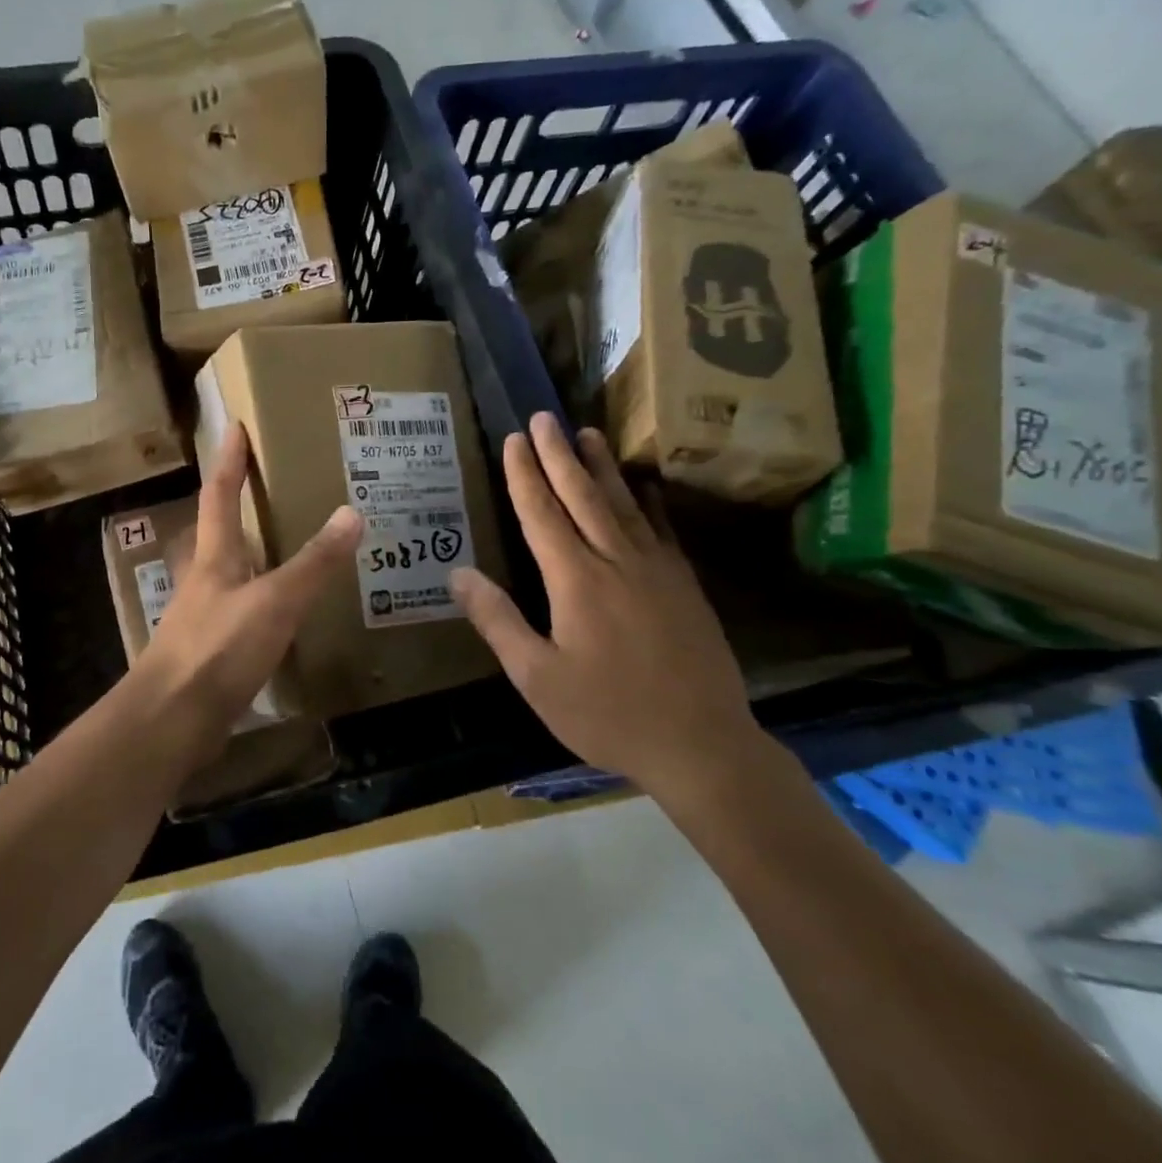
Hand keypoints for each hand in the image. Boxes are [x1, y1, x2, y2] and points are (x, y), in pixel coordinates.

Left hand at [135, 423, 361, 759]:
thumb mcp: (274, 603)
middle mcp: (205, 581)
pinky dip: (262, 602)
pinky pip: (241, 613)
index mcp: (214, 558)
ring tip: (289, 546)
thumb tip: (352, 512)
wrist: (171, 722)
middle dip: (237, 504)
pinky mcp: (210, 653)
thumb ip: (313, 563)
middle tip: (272, 486)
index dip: (229, 459)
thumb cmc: (218, 650)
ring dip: (254, 555)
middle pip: (218, 532)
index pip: (219, 494)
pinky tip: (283, 616)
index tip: (234, 426)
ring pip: (231, 574)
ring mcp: (204, 618)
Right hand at [449, 413, 760, 795]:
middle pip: (583, 495)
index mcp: (576, 581)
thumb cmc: (607, 714)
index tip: (514, 440)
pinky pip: (661, 529)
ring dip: (601, 466)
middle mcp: (616, 561)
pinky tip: (642, 486)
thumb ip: (497, 621)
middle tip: (544, 417)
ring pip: (624, 504)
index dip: (524, 475)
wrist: (702, 746)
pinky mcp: (684, 585)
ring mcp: (657, 570)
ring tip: (586, 432)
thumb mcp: (536, 677)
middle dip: (559, 454)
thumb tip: (459, 574)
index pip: (542, 514)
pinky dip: (647, 501)